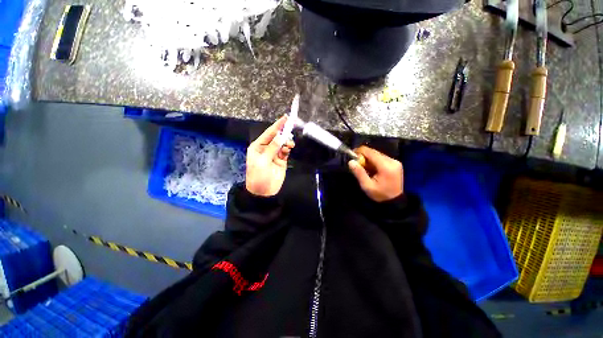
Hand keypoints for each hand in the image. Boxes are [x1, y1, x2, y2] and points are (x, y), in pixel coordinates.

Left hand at [245, 116, 294, 196]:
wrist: (263, 192)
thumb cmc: (258, 176)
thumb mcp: (263, 161)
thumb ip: (272, 148)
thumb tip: (280, 136)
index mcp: (258, 147)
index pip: (269, 133)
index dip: (277, 126)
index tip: (285, 118)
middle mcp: (266, 148)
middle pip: (276, 137)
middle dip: (283, 133)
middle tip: (290, 130)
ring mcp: (274, 154)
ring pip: (282, 143)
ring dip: (286, 142)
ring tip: (290, 144)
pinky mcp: (281, 160)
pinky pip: (285, 151)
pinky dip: (288, 148)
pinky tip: (289, 148)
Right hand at [348, 146, 402, 201]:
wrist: (395, 201)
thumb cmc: (380, 195)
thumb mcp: (367, 186)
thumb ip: (359, 173)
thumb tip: (351, 161)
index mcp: (386, 166)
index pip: (370, 152)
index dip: (359, 151)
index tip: (351, 156)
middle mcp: (392, 161)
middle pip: (374, 152)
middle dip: (363, 156)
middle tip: (357, 164)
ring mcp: (395, 161)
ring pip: (377, 154)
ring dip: (368, 159)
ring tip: (364, 168)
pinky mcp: (395, 163)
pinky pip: (381, 158)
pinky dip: (374, 161)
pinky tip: (371, 169)